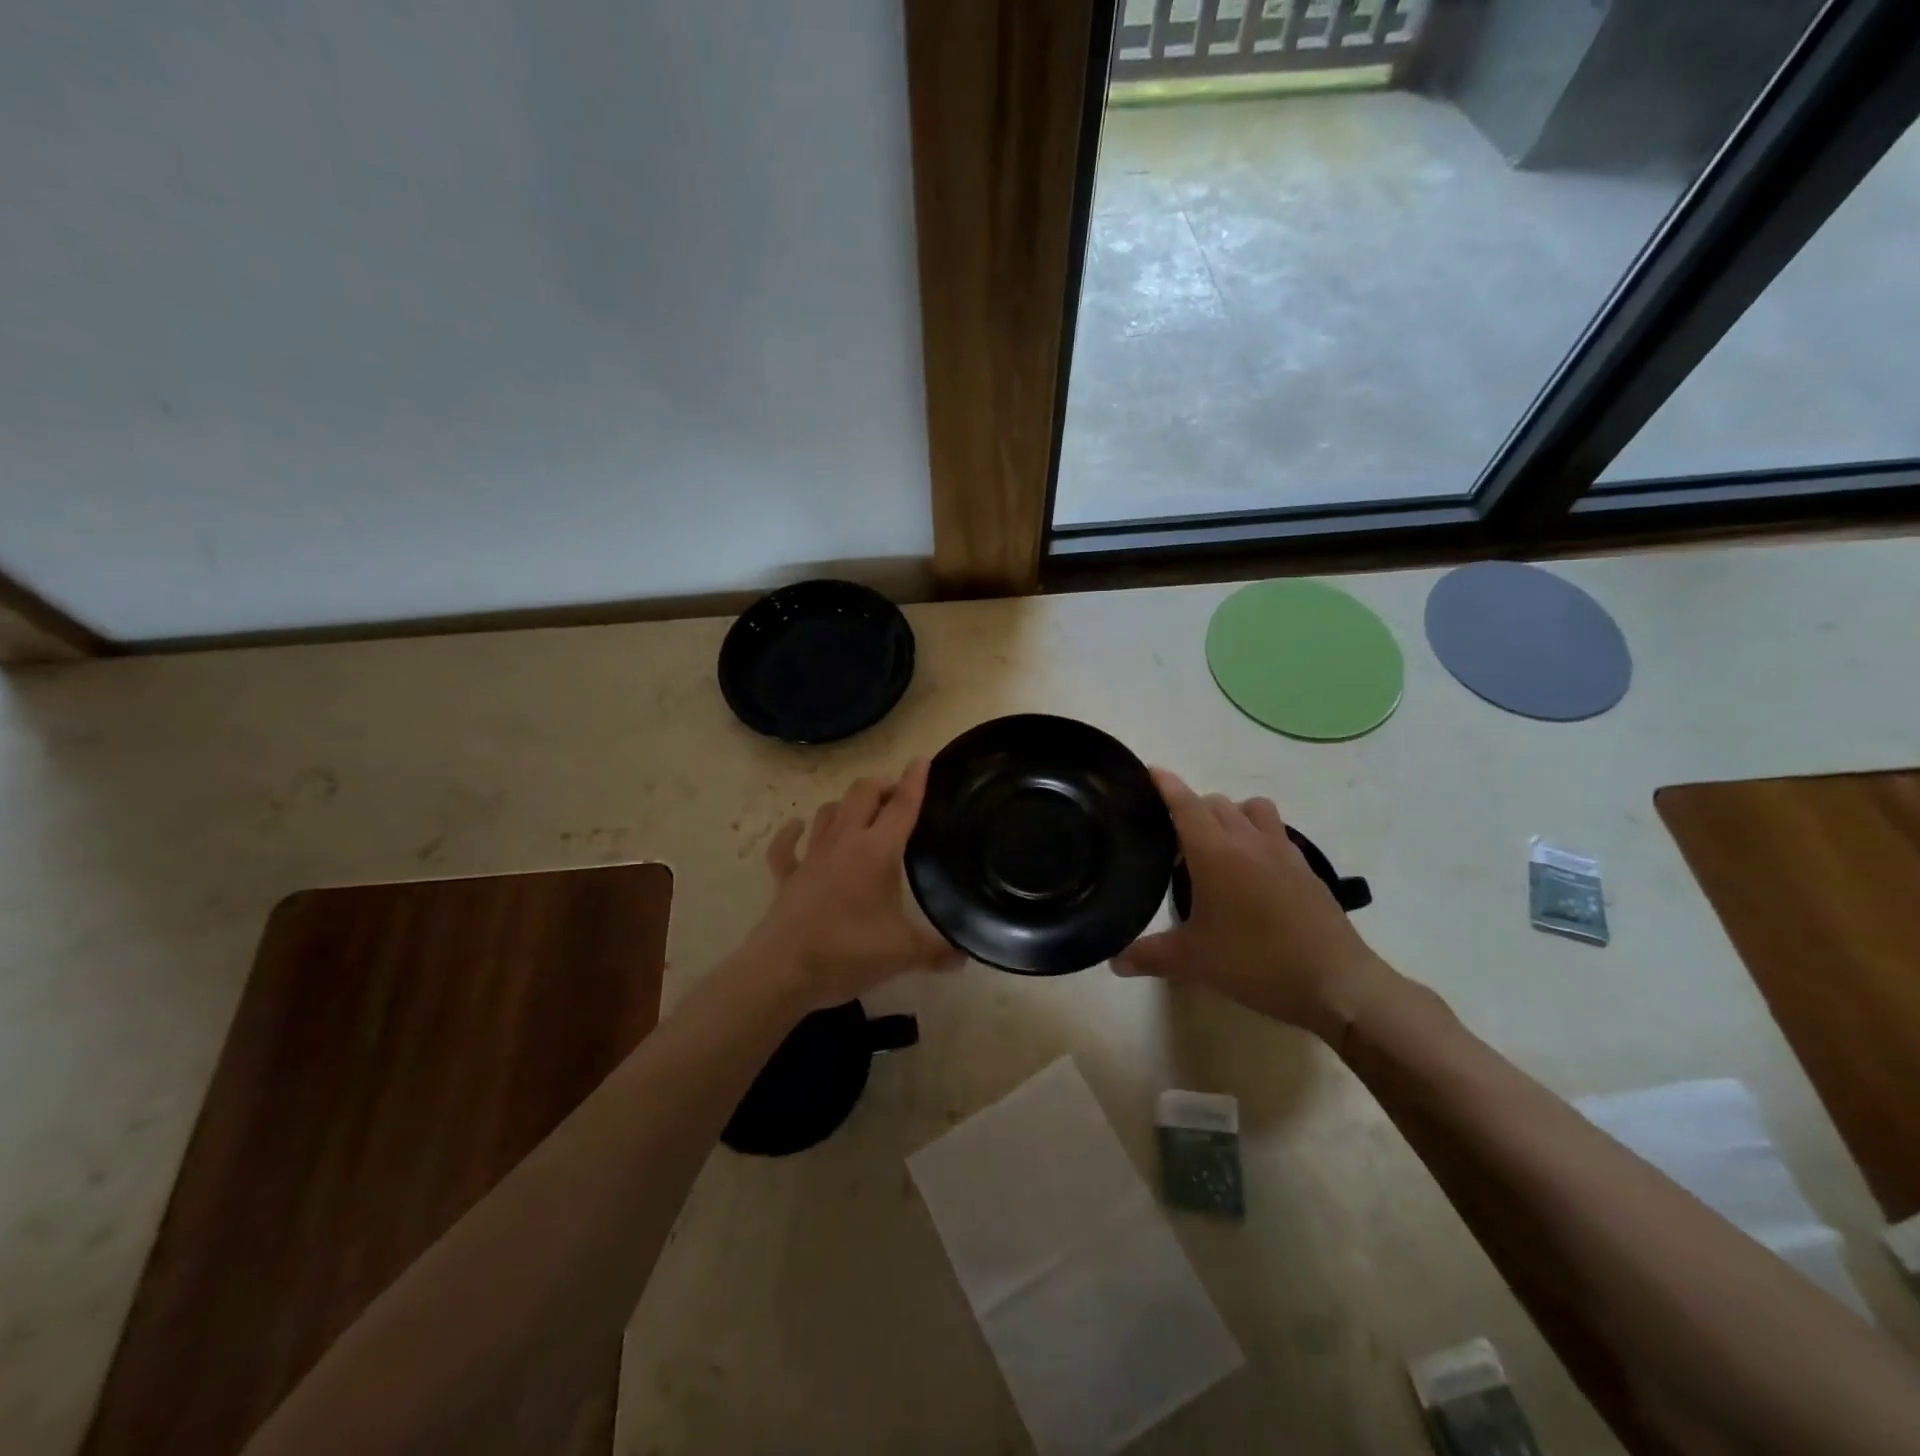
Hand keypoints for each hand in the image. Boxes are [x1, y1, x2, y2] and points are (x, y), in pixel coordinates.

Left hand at [745, 759, 961, 1013]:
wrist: (784, 971)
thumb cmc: (848, 953)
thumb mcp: (903, 954)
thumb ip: (937, 951)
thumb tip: (965, 956)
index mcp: (877, 851)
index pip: (902, 806)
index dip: (915, 781)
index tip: (922, 760)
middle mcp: (844, 842)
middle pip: (862, 793)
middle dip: (882, 787)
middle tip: (898, 798)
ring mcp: (812, 856)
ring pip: (828, 811)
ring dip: (847, 805)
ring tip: (862, 813)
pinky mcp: (787, 875)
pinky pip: (786, 845)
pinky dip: (792, 832)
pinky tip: (798, 828)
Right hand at [1114, 769, 1386, 1035]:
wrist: (1336, 982)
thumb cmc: (1256, 963)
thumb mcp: (1194, 962)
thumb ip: (1150, 955)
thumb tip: (1115, 962)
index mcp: (1214, 852)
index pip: (1184, 804)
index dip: (1165, 784)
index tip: (1148, 771)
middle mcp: (1247, 840)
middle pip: (1215, 803)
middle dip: (1191, 807)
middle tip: (1173, 837)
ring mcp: (1282, 851)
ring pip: (1251, 808)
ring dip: (1230, 814)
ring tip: (1216, 846)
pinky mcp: (1306, 867)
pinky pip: (1275, 832)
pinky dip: (1257, 835)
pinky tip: (1251, 871)